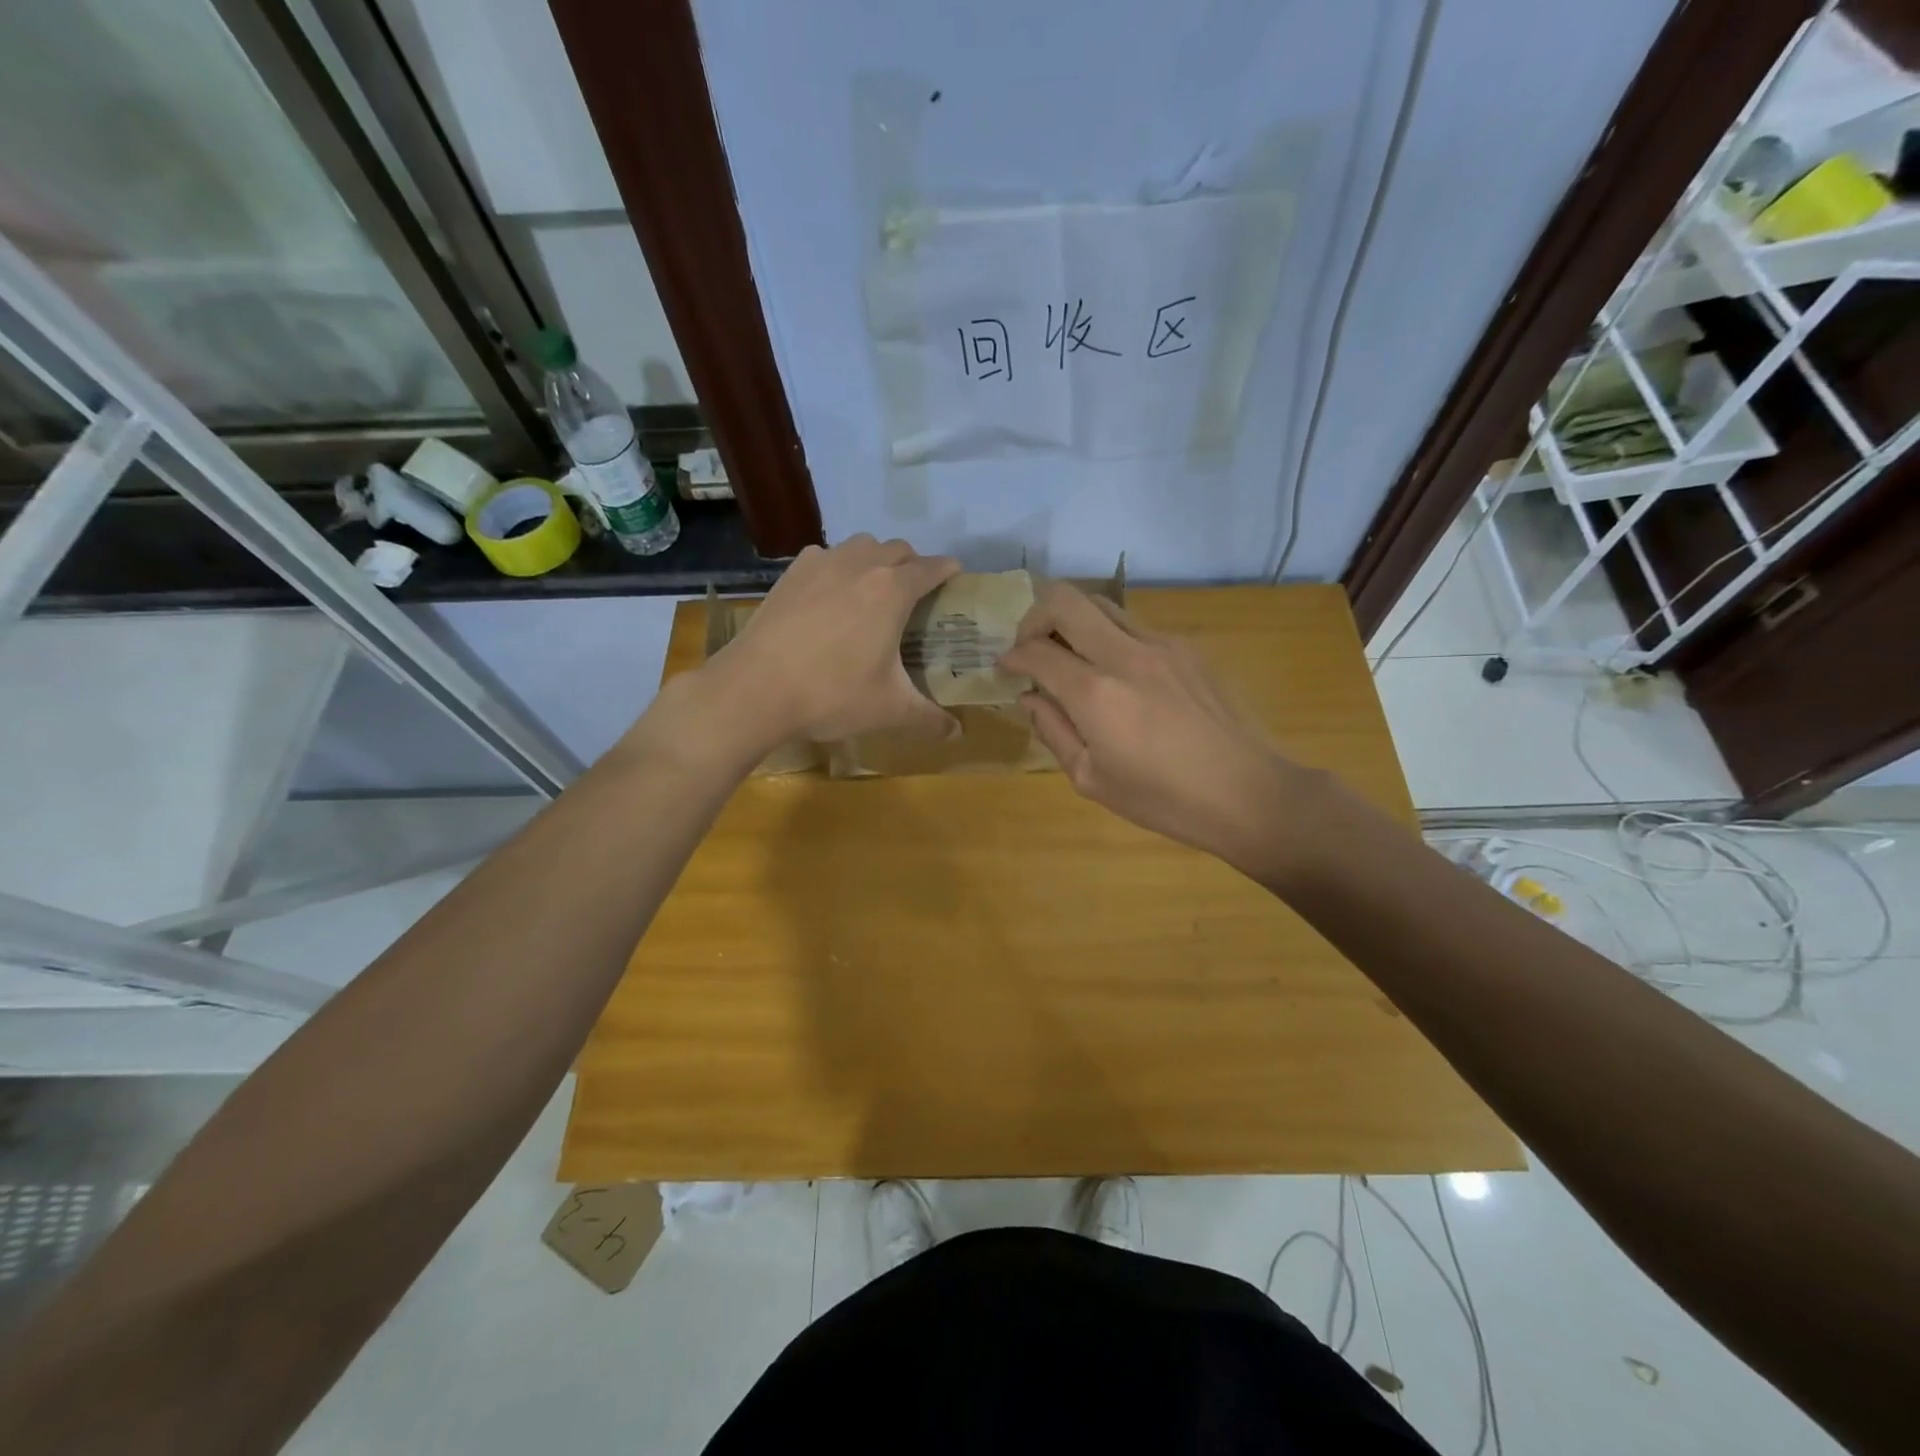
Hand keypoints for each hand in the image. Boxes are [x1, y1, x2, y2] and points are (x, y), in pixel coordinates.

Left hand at [707, 534, 961, 743]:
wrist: (755, 688)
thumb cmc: (832, 694)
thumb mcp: (888, 710)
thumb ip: (929, 719)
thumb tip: (957, 733)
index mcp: (892, 590)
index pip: (932, 568)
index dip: (948, 572)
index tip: (955, 581)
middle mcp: (861, 564)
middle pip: (898, 549)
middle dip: (913, 565)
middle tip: (915, 596)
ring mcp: (822, 563)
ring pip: (861, 546)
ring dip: (876, 560)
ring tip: (873, 591)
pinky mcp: (791, 573)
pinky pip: (826, 557)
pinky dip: (838, 567)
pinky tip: (831, 596)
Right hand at [999, 583, 1302, 871]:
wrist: (1246, 793)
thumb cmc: (1163, 799)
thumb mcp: (1092, 779)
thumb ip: (1054, 730)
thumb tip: (1029, 697)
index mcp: (1096, 693)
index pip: (1037, 651)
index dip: (1012, 656)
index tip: (1005, 668)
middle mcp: (1125, 655)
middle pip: (1066, 600)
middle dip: (1035, 616)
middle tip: (1031, 645)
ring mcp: (1162, 645)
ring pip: (1102, 605)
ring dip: (1074, 622)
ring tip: (1071, 655)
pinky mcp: (1188, 648)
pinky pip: (1135, 627)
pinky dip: (1110, 638)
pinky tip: (1118, 675)